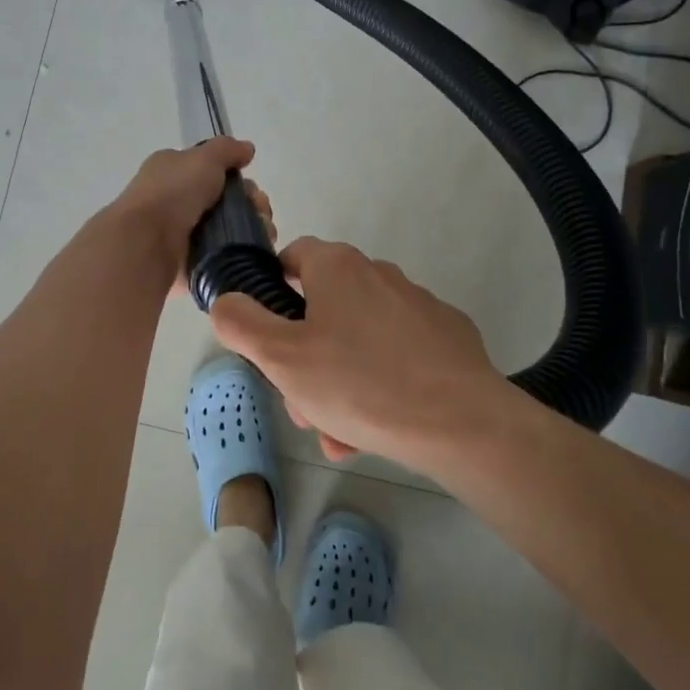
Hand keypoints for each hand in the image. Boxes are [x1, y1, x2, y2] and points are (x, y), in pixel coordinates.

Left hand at [107, 138, 275, 289]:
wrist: (146, 243)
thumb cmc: (173, 193)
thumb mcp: (202, 158)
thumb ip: (227, 150)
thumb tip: (247, 149)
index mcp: (173, 171)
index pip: (213, 171)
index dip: (238, 178)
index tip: (252, 188)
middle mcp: (177, 200)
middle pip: (227, 201)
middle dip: (252, 205)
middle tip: (260, 213)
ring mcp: (184, 233)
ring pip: (230, 229)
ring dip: (252, 229)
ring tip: (263, 235)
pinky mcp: (191, 262)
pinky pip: (223, 255)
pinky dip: (241, 253)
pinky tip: (252, 252)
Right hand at [209, 237, 498, 468]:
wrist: (462, 424)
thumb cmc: (359, 383)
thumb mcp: (281, 357)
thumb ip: (242, 322)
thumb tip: (227, 300)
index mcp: (337, 267)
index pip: (292, 256)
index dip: (271, 293)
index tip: (268, 338)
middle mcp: (378, 273)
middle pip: (324, 307)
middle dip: (305, 357)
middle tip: (303, 405)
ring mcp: (418, 304)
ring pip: (358, 340)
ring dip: (339, 381)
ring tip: (339, 433)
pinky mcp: (447, 336)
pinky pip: (397, 356)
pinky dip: (380, 384)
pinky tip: (380, 427)